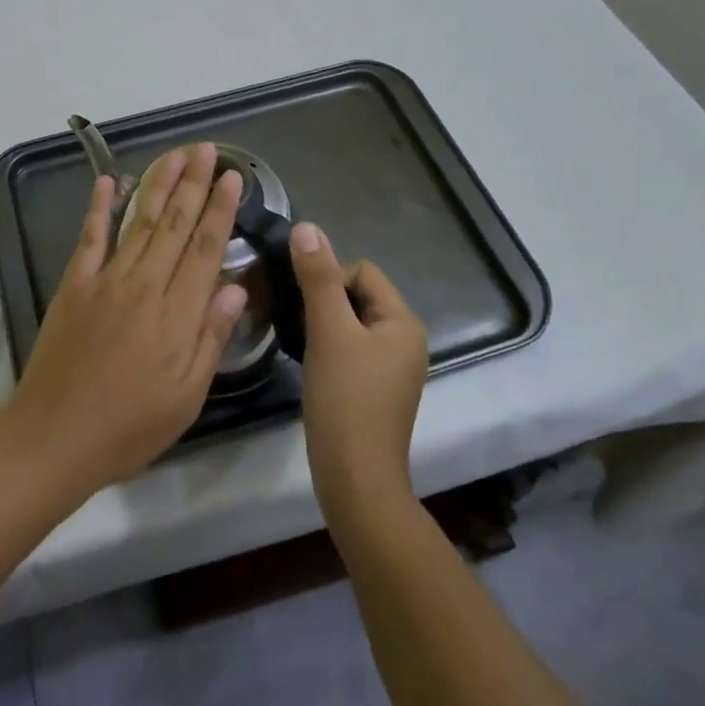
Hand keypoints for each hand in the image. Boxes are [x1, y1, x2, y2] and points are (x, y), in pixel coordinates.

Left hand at [4, 143, 246, 496]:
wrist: (56, 436)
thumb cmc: (130, 426)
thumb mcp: (187, 395)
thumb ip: (211, 336)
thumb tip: (236, 287)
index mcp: (177, 313)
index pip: (207, 248)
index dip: (221, 209)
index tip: (232, 177)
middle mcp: (145, 284)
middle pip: (176, 224)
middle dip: (194, 183)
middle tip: (207, 149)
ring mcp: (106, 279)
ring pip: (140, 221)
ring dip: (159, 183)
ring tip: (175, 154)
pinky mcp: (74, 284)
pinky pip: (90, 237)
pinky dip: (100, 207)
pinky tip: (109, 180)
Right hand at [290, 224, 428, 525]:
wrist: (356, 479)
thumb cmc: (345, 399)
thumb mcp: (328, 331)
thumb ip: (317, 277)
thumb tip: (306, 226)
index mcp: (403, 321)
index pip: (361, 271)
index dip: (328, 279)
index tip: (305, 308)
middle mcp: (405, 339)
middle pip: (356, 294)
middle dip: (324, 301)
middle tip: (299, 325)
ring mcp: (392, 366)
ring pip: (350, 322)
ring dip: (323, 323)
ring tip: (302, 343)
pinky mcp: (376, 388)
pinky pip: (350, 347)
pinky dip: (328, 346)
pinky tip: (311, 363)